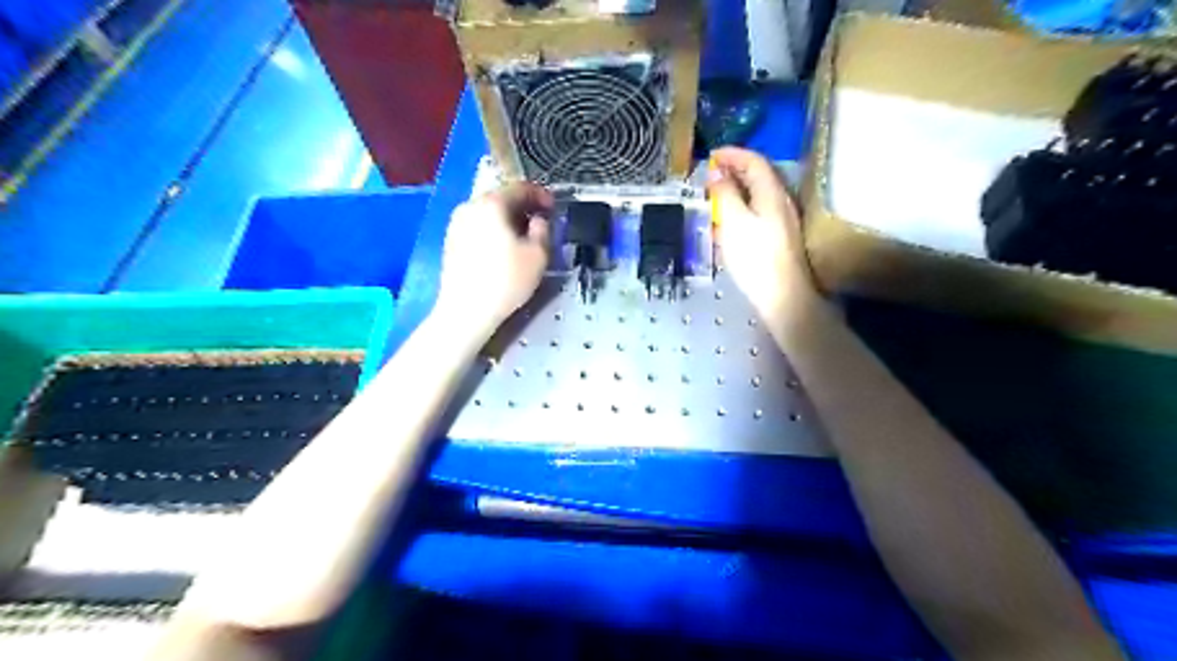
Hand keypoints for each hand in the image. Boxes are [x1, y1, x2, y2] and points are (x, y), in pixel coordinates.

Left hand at [437, 180, 556, 333]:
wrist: (465, 311)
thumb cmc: (506, 281)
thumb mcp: (538, 255)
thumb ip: (543, 230)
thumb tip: (538, 221)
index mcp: (491, 203)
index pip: (520, 188)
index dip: (541, 195)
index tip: (554, 207)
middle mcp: (470, 206)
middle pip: (501, 198)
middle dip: (523, 207)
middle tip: (541, 221)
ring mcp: (456, 224)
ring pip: (488, 213)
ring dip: (508, 220)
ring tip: (524, 237)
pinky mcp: (451, 242)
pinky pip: (478, 227)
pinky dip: (494, 231)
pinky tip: (504, 249)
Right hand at [706, 148, 821, 326]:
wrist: (782, 297)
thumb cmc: (755, 257)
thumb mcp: (733, 222)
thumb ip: (724, 194)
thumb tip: (716, 172)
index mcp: (772, 194)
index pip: (754, 161)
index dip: (733, 154)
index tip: (711, 155)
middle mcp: (781, 202)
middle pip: (758, 177)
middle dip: (733, 172)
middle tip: (710, 176)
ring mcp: (781, 221)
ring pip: (757, 196)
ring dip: (735, 192)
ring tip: (713, 198)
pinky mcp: (778, 239)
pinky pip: (757, 214)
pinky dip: (740, 210)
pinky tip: (726, 225)